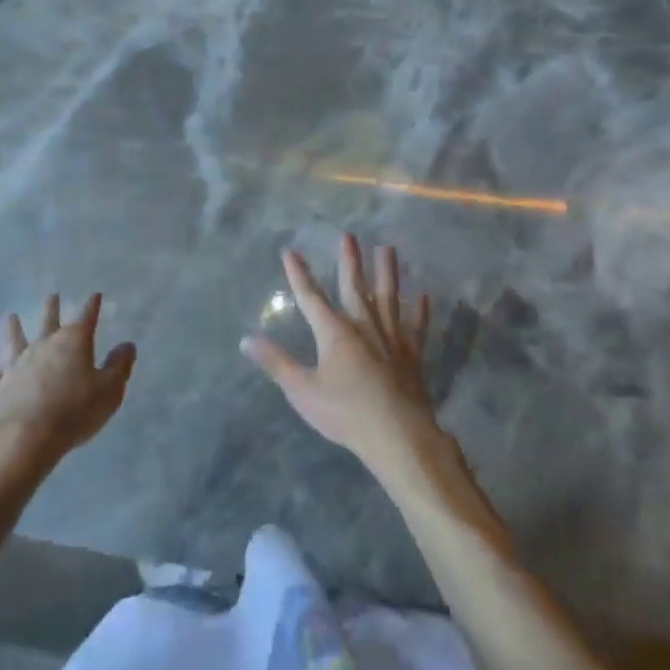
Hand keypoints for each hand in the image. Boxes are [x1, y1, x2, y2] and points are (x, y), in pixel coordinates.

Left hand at [0, 295, 135, 466]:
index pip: (86, 317)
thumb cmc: (75, 411)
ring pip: (15, 340)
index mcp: (73, 342)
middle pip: (49, 321)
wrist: (28, 437)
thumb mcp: (110, 390)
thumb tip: (127, 345)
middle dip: (52, 308)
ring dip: (13, 328)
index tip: (95, 295)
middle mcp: (44, 345)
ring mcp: (18, 364)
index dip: (92, 306)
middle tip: (51, 295)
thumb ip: (119, 365)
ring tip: (10, 316)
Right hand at [241, 234, 438, 473]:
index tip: (290, 252)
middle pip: (354, 286)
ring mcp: (391, 337)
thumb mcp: (302, 390)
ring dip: (387, 272)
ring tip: (388, 248)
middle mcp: (363, 325)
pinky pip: (416, 326)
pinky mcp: (412, 354)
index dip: (299, 274)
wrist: (397, 434)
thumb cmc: (345, 412)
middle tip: (348, 235)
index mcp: (334, 332)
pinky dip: (419, 310)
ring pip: (388, 297)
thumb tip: (246, 340)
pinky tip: (423, 295)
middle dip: (349, 260)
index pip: (311, 297)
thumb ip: (276, 363)